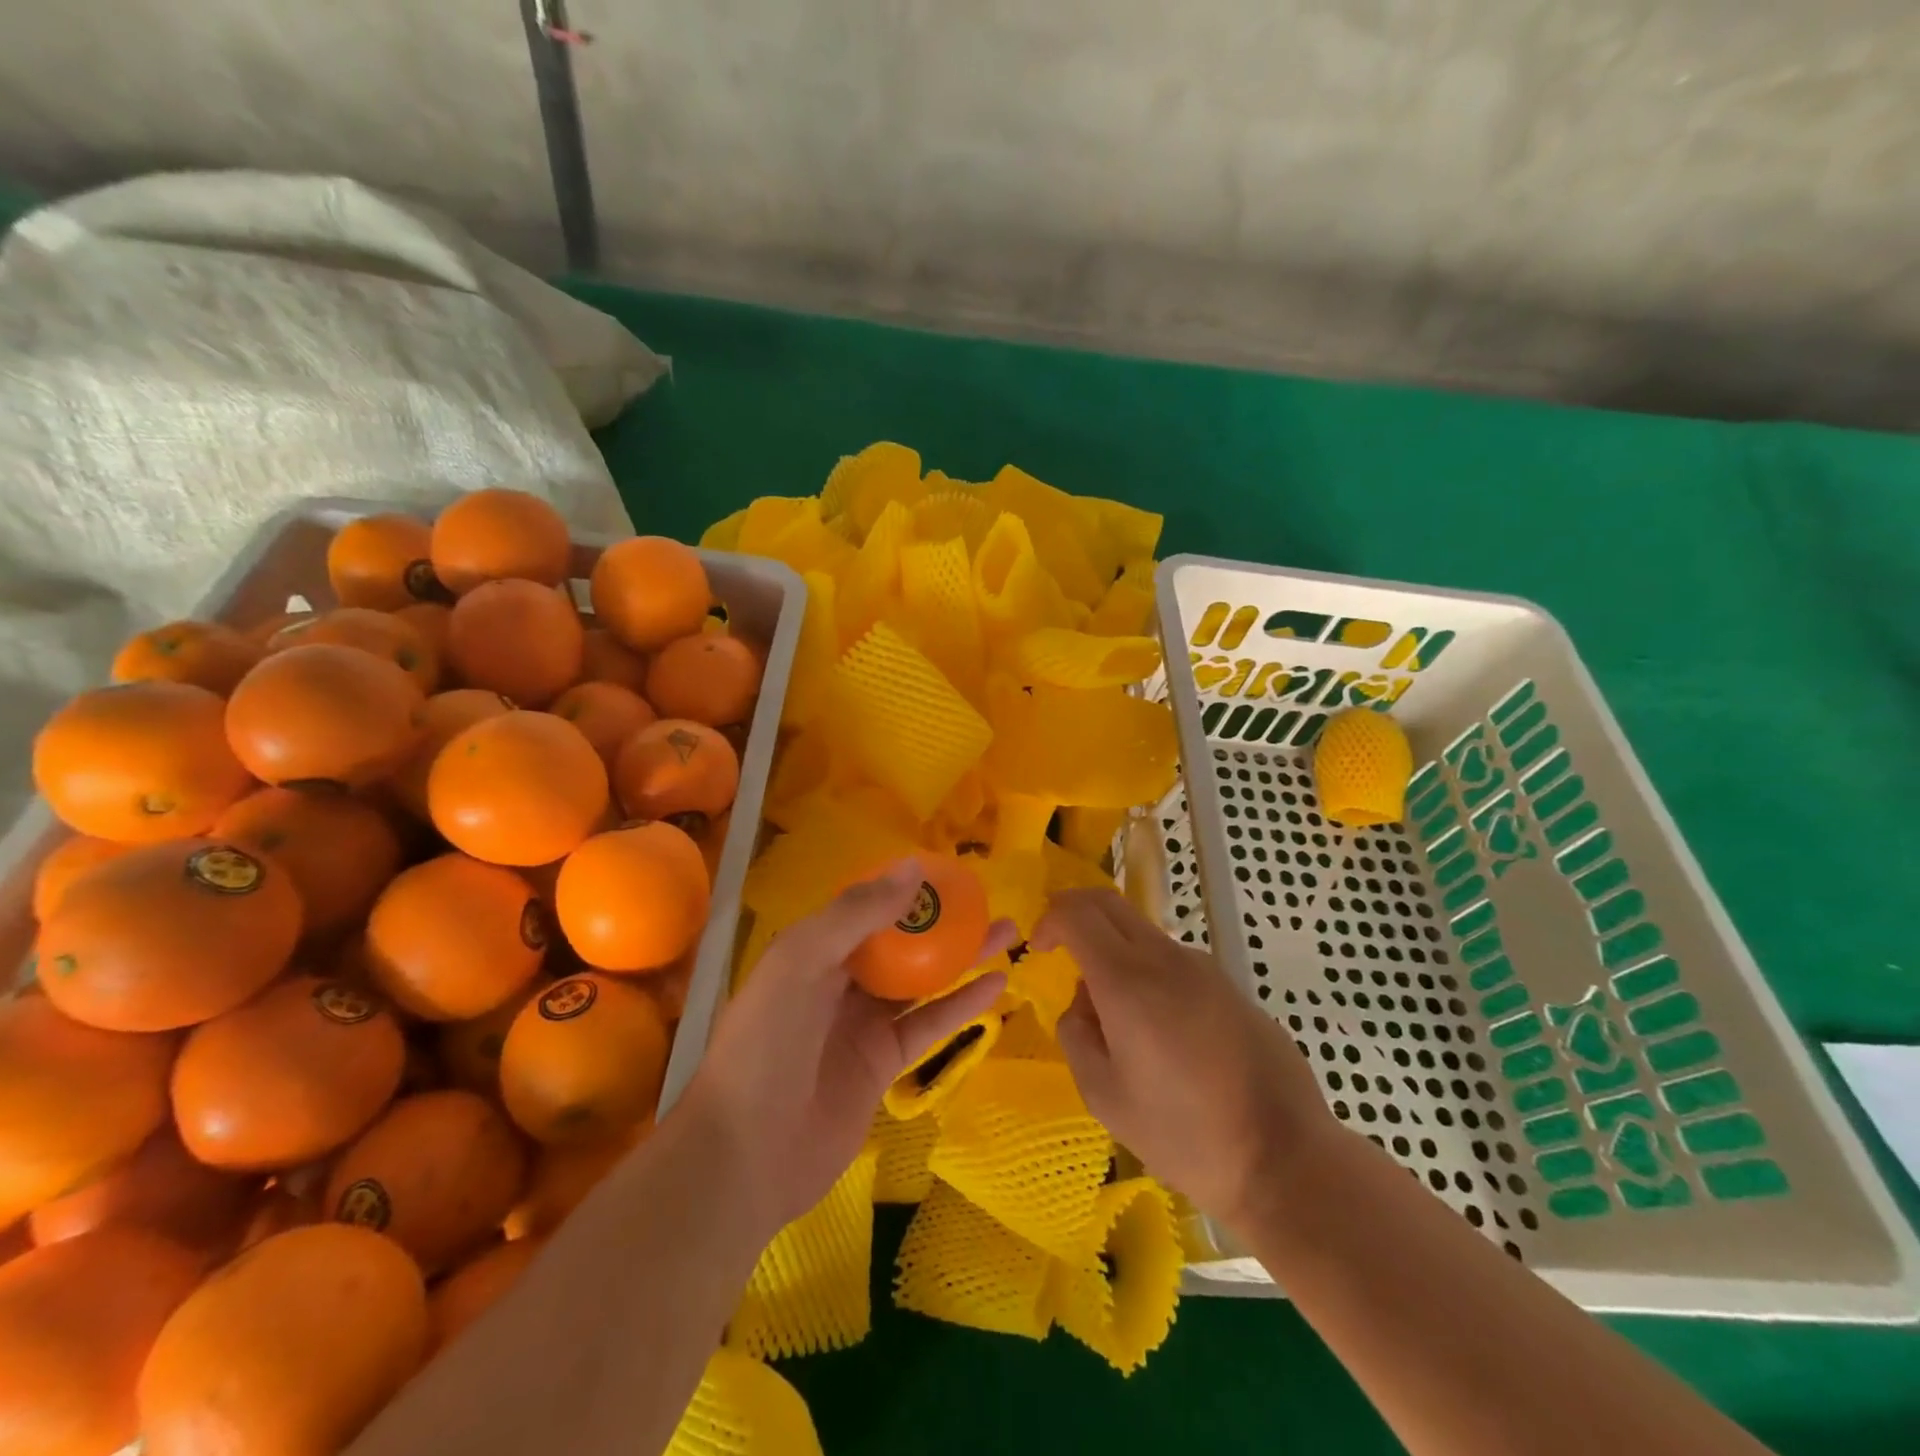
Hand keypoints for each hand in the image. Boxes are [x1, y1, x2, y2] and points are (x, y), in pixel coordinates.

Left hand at [683, 858, 1012, 1234]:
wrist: (747, 1154)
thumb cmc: (767, 1042)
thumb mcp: (802, 961)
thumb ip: (857, 914)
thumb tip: (913, 866)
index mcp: (813, 948)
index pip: (866, 906)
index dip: (905, 888)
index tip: (948, 872)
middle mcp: (839, 980)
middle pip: (900, 941)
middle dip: (942, 921)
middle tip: (989, 901)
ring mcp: (862, 1022)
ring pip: (921, 979)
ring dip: (962, 957)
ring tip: (1008, 933)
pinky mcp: (883, 1063)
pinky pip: (929, 1024)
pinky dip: (961, 1005)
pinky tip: (996, 986)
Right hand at [1033, 888, 1335, 1230]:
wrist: (1285, 1158)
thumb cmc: (1184, 1134)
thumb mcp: (1104, 1096)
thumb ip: (1076, 1034)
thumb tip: (1084, 1002)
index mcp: (1127, 980)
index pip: (1077, 912)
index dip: (1049, 919)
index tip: (1038, 949)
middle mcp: (1166, 958)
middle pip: (1109, 903)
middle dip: (1075, 914)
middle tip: (1059, 949)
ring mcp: (1204, 968)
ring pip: (1142, 933)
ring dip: (1113, 950)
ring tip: (1114, 1018)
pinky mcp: (1229, 986)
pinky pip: (1173, 961)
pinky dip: (1146, 972)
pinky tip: (1160, 1035)